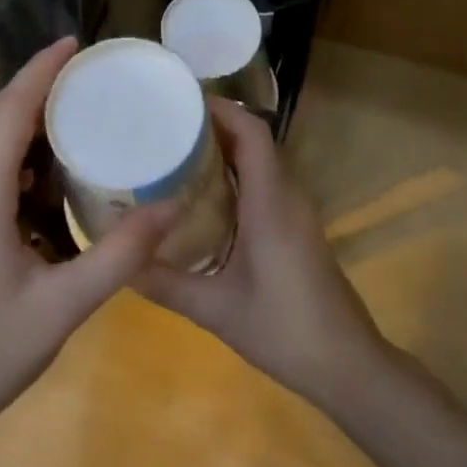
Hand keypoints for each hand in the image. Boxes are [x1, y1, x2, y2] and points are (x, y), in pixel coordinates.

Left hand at [0, 38, 174, 446]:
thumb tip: (171, 207)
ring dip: (11, 118)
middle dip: (30, 88)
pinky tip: (30, 174)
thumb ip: (120, 253)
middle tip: (79, 81)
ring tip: (60, 119)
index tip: (73, 44)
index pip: (10, 112)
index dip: (41, 72)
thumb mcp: (65, 305)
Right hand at [138, 99, 384, 407]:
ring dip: (225, 150)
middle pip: (255, 141)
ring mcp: (298, 213)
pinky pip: (266, 184)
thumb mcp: (216, 310)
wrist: (347, 365)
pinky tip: (204, 197)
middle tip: (164, 126)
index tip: (178, 101)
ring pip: (262, 163)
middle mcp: (288, 197)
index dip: (220, 109)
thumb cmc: (285, 330)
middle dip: (213, 125)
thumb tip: (118, 261)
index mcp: (271, 203)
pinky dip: (236, 175)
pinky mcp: (298, 230)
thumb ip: (165, 284)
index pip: (252, 133)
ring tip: (176, 152)